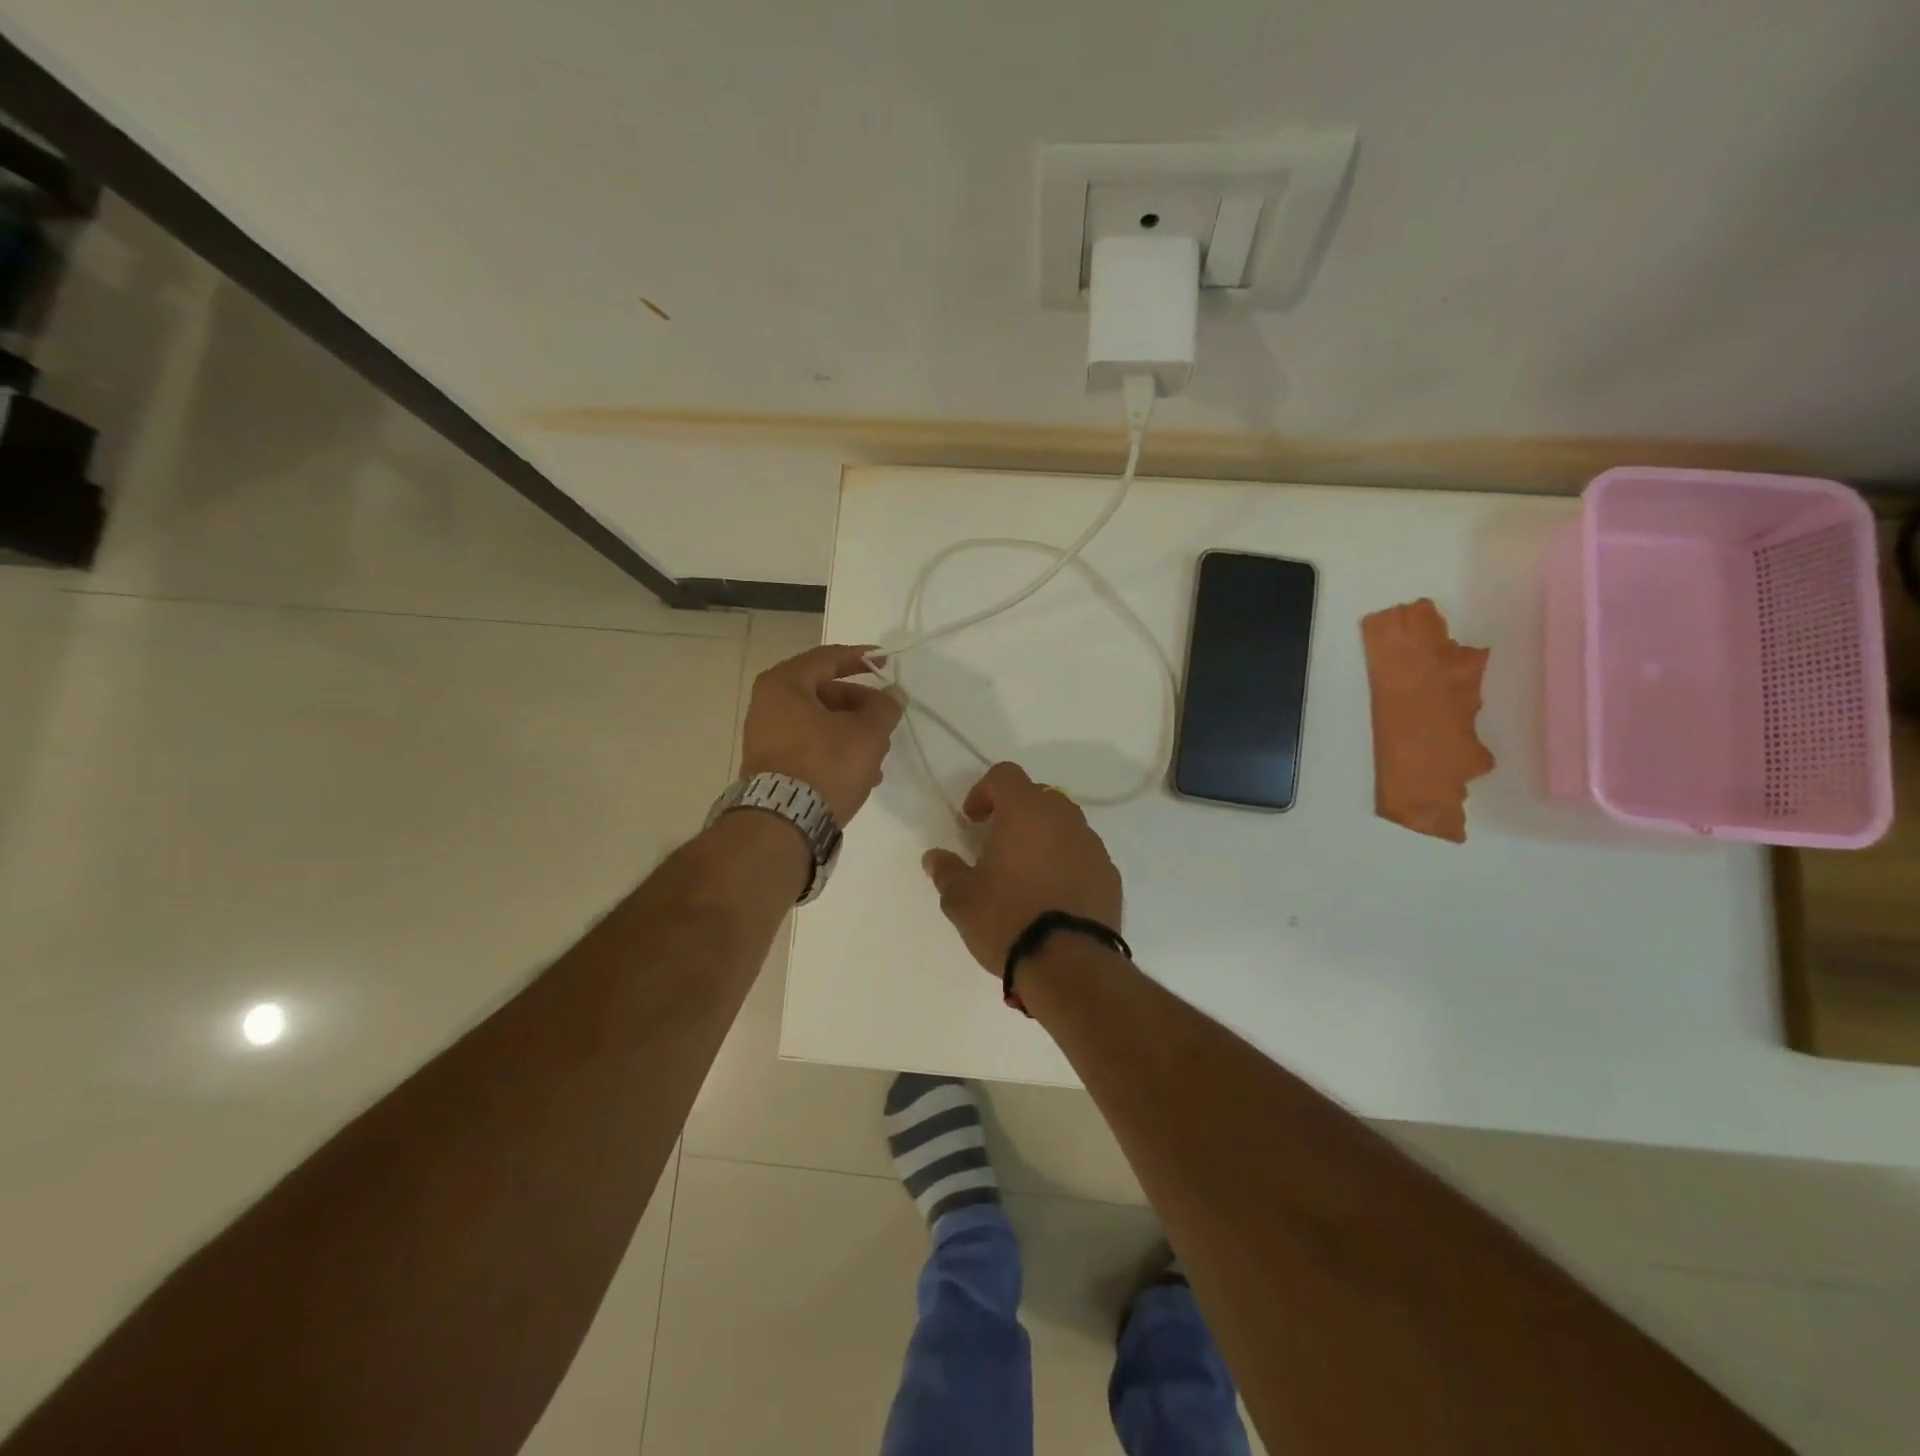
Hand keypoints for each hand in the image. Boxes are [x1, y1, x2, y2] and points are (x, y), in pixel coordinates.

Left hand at [740, 645, 902, 824]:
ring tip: (879, 754)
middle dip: (860, 706)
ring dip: (852, 733)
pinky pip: (809, 746)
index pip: (828, 658)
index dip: (861, 657)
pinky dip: (835, 751)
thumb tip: (893, 694)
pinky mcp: (771, 765)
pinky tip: (862, 774)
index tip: (887, 661)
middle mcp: (767, 704)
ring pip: (819, 723)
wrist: (783, 823)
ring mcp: (766, 736)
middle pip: (824, 692)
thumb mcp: (867, 733)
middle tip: (886, 718)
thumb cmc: (825, 765)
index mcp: (784, 683)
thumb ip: (885, 708)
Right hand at [921, 762, 1123, 973]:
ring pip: (1065, 825)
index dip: (984, 790)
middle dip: (1016, 812)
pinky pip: (1083, 854)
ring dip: (1044, 837)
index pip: (1006, 775)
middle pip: (1038, 796)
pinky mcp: (1110, 874)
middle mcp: (1064, 818)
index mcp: (1026, 811)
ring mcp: (1092, 845)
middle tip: (997, 845)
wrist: (1069, 964)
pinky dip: (1067, 862)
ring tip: (1026, 873)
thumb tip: (934, 857)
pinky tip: (1053, 895)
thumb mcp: (961, 899)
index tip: (972, 820)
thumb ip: (946, 871)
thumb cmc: (1007, 918)